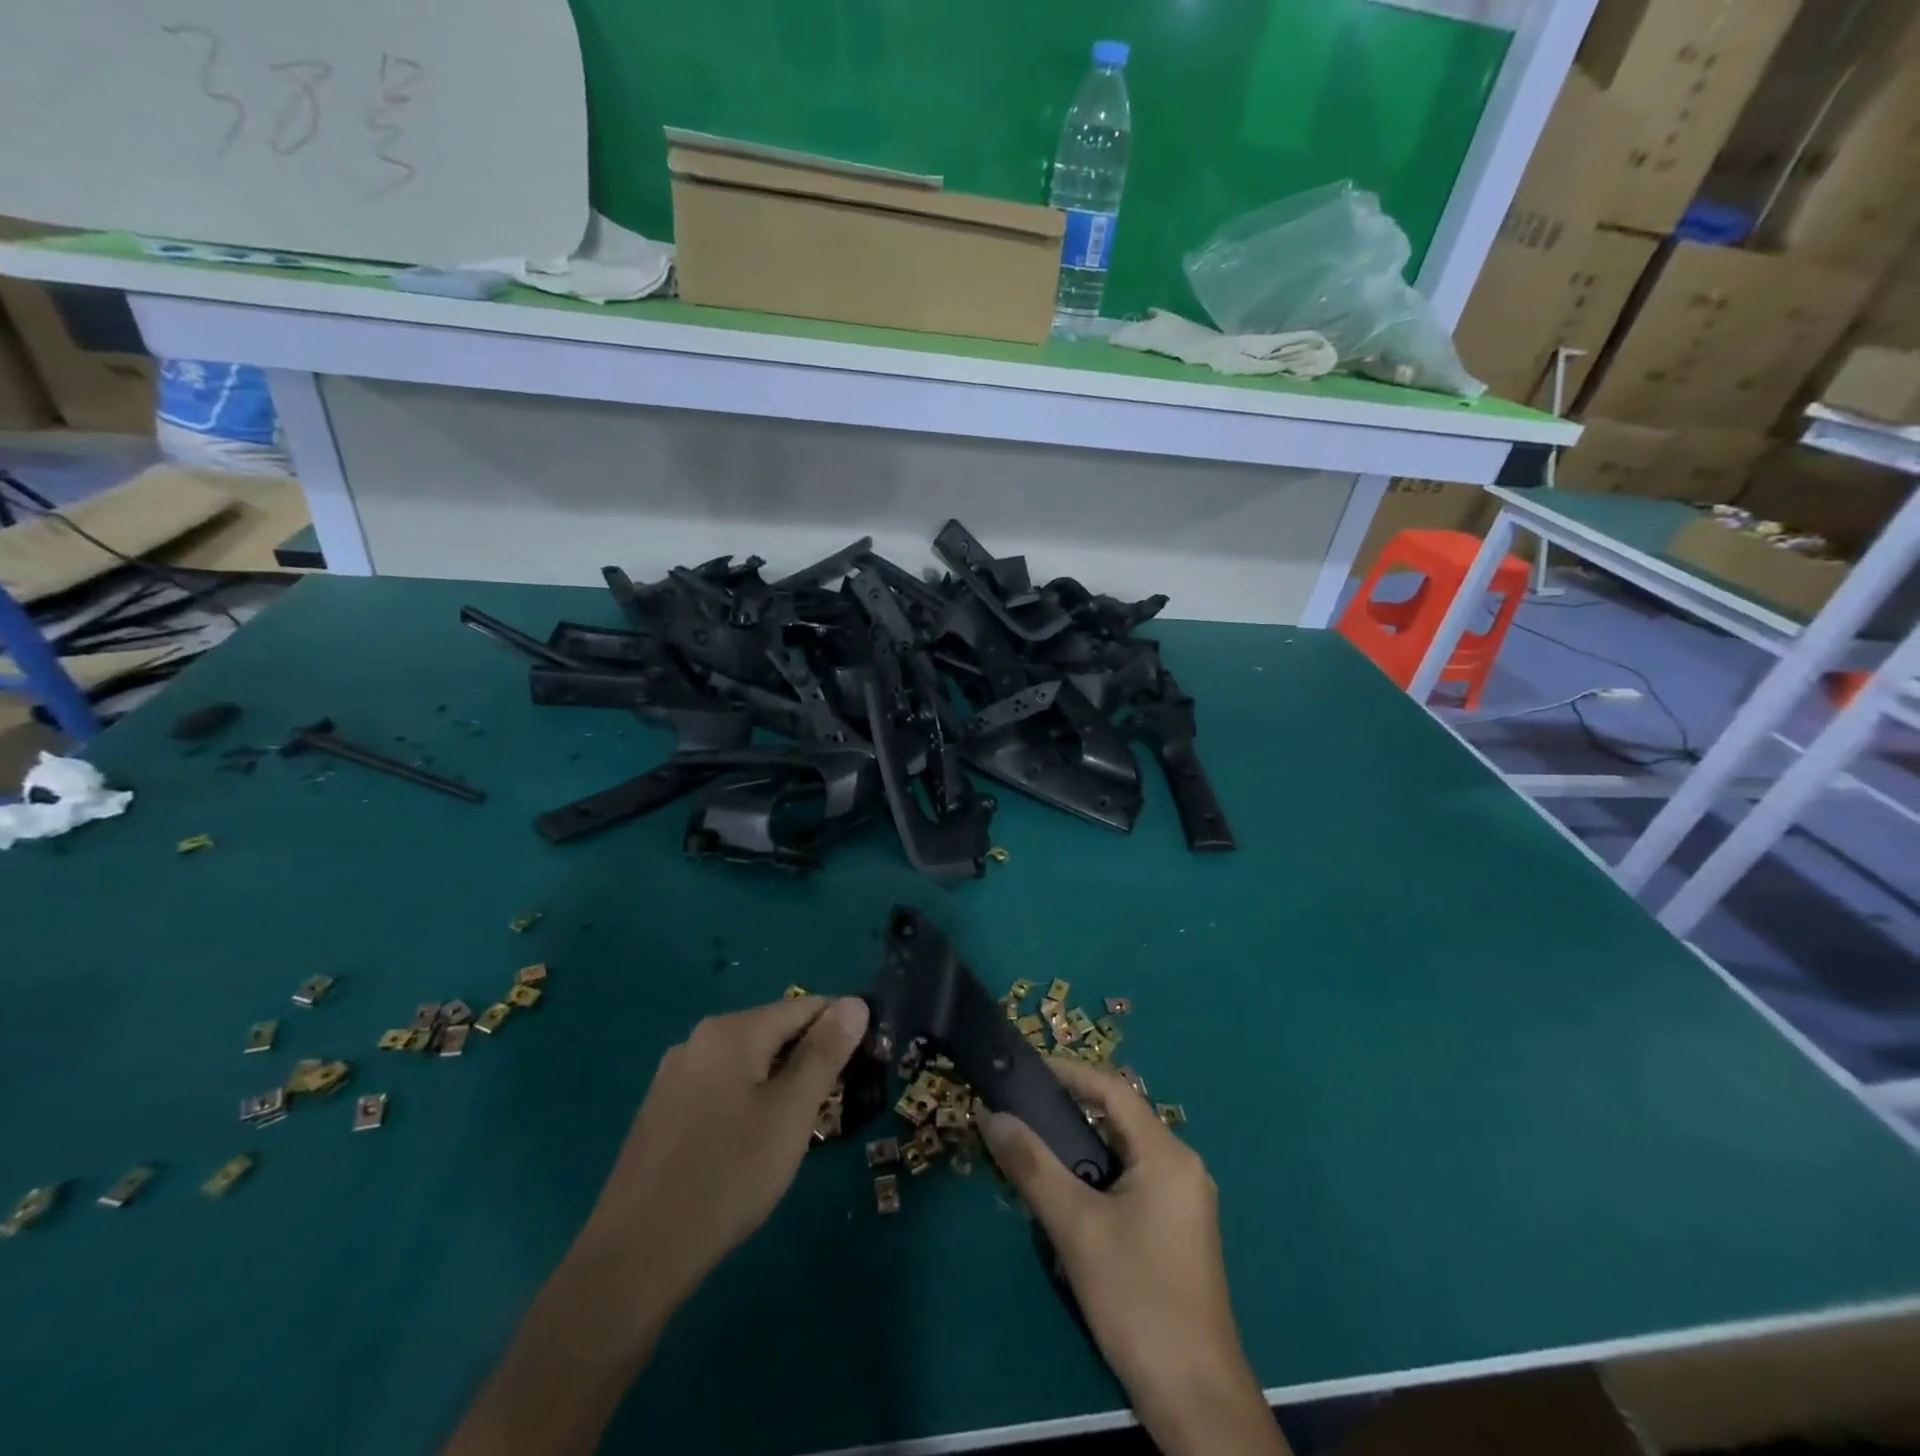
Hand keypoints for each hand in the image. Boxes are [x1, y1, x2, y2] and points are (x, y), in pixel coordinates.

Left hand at [441, 996, 870, 1455]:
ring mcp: (675, 1074)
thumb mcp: (791, 1112)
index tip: (863, 1068)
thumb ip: (825, 1052)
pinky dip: (748, 1102)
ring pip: (749, 1062)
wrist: (635, 1257)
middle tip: (829, 1110)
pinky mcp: (662, 1109)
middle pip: (775, 1031)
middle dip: (809, 1060)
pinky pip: (722, 1087)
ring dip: (780, 1084)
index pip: (806, 1007)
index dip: (841, 1031)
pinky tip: (749, 1147)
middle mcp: (700, 1039)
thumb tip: (855, 1003)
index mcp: (732, 1030)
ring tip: (793, 1133)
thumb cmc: (728, 1176)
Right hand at [982, 1058, 1286, 1455]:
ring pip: (1122, 1154)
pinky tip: (1066, 1200)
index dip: (1068, 1073)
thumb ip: (1032, 1166)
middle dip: (1068, 1112)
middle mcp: (1181, 1166)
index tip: (1024, 1070)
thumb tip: (991, 1114)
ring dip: (1079, 1150)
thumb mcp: (1076, 1228)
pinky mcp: (1177, 1231)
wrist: (1196, 1401)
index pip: (1112, 1090)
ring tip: (1033, 1152)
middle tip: (1020, 1113)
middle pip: (1118, 1119)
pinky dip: (1096, 1179)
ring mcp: (1183, 1201)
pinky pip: (1131, 1183)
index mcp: (1167, 1154)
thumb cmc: (1138, 1300)